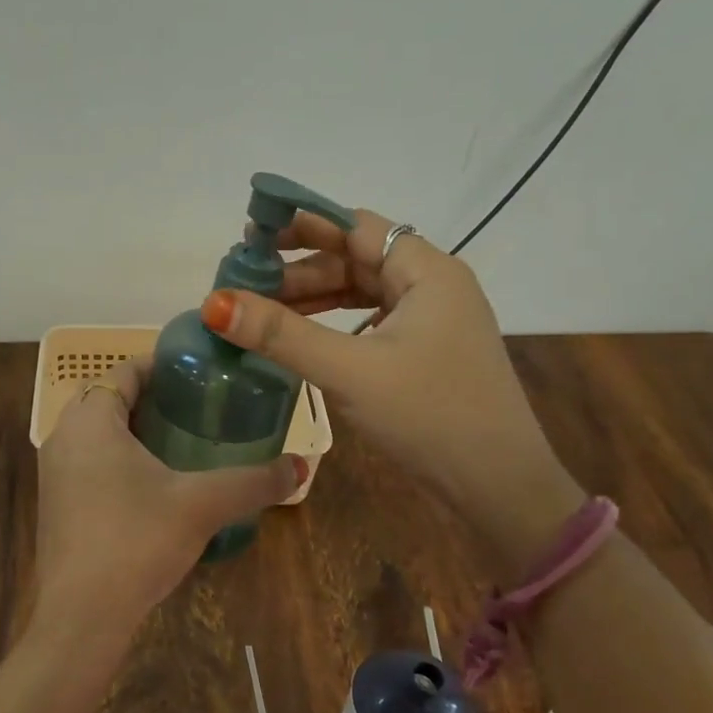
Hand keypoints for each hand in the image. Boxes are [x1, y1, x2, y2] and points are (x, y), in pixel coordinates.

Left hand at [32, 355, 303, 650]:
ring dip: (132, 429)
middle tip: (196, 408)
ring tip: (181, 441)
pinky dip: (116, 458)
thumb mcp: (201, 505)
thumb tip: (301, 466)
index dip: (162, 367)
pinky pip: (87, 462)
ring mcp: (53, 472)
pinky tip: (152, 484)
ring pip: (96, 432)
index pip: (124, 371)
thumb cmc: (136, 541)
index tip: (199, 375)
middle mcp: (63, 436)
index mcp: (91, 419)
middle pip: (108, 398)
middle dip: (150, 397)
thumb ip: (253, 481)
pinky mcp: (55, 503)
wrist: (82, 616)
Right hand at [200, 208, 582, 569]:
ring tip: (262, 311)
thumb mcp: (349, 371)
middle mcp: (433, 285)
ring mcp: (433, 320)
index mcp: (427, 271)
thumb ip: (281, 334)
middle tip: (244, 283)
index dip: (302, 225)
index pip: (355, 226)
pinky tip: (304, 338)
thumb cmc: (428, 416)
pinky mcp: (427, 351)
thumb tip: (214, 302)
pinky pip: (370, 321)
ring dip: (314, 298)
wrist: (498, 487)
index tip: (251, 235)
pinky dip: (334, 324)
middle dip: (300, 268)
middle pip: (356, 258)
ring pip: (362, 291)